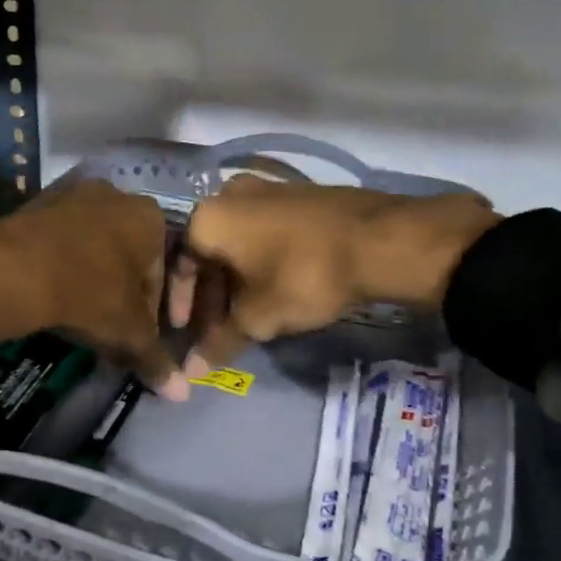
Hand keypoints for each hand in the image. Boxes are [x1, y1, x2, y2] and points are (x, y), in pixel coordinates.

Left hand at [0, 178, 183, 394]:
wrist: (14, 269)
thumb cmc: (88, 293)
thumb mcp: (128, 331)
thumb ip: (156, 358)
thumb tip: (182, 394)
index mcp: (150, 216)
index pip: (163, 273)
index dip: (154, 314)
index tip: (139, 340)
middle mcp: (116, 195)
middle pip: (128, 258)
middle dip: (122, 296)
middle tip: (110, 331)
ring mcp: (72, 195)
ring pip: (93, 250)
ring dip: (92, 282)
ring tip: (79, 319)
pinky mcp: (36, 204)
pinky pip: (61, 243)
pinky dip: (63, 269)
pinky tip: (53, 297)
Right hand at [168, 175, 499, 368]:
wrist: (381, 240)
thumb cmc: (303, 276)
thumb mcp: (258, 317)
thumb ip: (220, 342)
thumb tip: (191, 372)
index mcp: (207, 217)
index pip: (179, 266)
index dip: (182, 305)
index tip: (188, 334)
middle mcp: (228, 194)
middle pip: (209, 253)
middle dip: (212, 295)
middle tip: (220, 329)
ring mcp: (265, 188)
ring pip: (237, 242)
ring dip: (236, 279)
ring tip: (249, 314)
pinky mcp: (296, 192)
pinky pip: (263, 231)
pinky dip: (260, 260)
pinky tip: (275, 287)